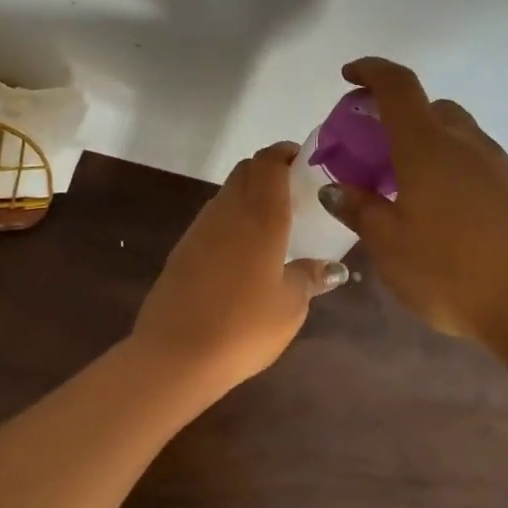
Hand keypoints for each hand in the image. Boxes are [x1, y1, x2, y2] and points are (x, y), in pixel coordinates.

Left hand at [132, 142, 341, 394]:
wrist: (175, 353)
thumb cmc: (243, 326)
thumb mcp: (290, 306)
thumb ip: (310, 278)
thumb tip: (332, 269)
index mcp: (261, 214)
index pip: (270, 161)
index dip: (287, 154)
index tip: (306, 164)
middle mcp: (229, 209)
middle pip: (248, 169)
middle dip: (271, 171)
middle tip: (296, 193)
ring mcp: (202, 226)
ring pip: (229, 192)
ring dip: (250, 194)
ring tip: (274, 224)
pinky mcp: (184, 247)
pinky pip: (214, 218)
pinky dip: (232, 219)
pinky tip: (245, 253)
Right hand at [317, 58, 507, 343]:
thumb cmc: (452, 271)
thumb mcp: (390, 246)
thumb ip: (359, 210)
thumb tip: (335, 189)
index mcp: (427, 144)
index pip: (397, 85)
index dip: (371, 70)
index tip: (349, 75)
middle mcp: (466, 142)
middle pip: (430, 108)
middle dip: (398, 116)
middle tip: (375, 150)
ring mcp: (499, 164)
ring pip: (456, 135)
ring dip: (428, 144)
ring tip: (408, 188)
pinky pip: (476, 161)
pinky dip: (452, 167)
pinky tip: (445, 213)